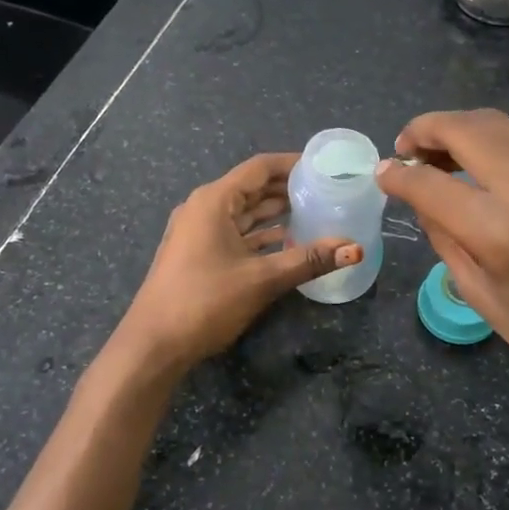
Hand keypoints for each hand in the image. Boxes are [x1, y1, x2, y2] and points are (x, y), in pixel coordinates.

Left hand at [115, 152, 361, 370]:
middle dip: (288, 189)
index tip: (325, 167)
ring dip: (276, 214)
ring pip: (245, 213)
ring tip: (316, 214)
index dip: (293, 164)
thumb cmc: (205, 301)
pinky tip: (289, 244)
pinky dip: (261, 235)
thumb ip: (309, 260)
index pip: (259, 168)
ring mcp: (198, 232)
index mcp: (214, 201)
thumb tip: (355, 248)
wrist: (153, 345)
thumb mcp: (262, 279)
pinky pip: (236, 233)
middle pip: (252, 188)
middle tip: (327, 192)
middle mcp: (204, 208)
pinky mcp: (198, 254)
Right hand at [376, 110, 508, 433]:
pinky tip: (480, 170)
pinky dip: (491, 145)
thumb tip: (419, 197)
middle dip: (426, 129)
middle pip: (467, 128)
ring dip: (459, 130)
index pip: (432, 183)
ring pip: (499, 125)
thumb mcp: (483, 298)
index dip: (399, 175)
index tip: (382, 173)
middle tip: (406, 148)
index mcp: (504, 232)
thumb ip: (445, 238)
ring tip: (437, 154)